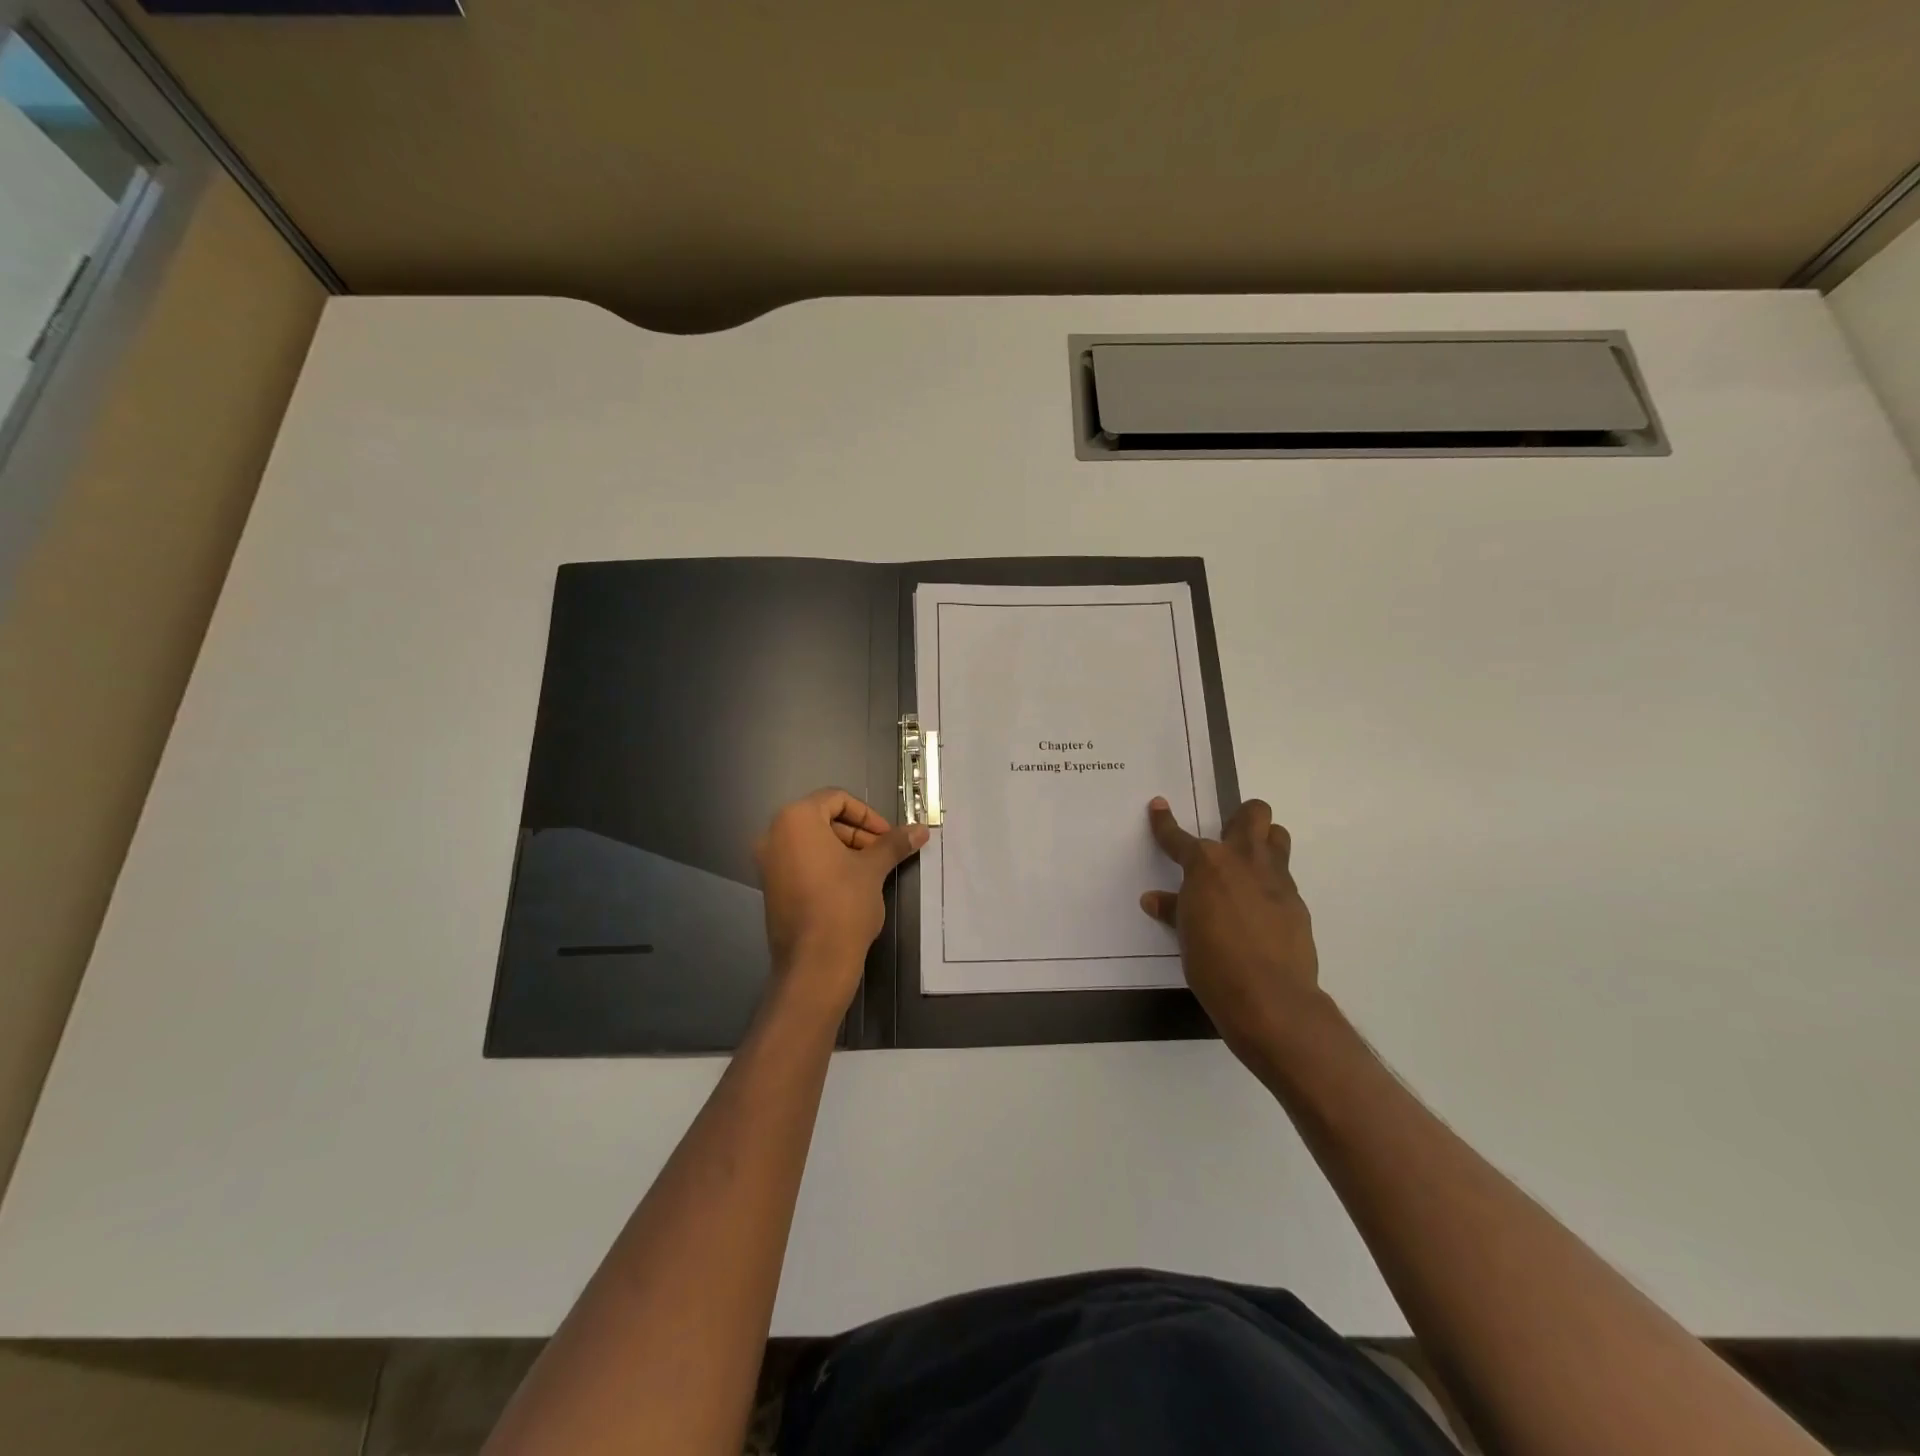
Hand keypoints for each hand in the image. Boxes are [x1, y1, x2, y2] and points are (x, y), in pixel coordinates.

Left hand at [755, 789, 926, 1013]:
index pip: (836, 799)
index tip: (887, 836)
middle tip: (882, 854)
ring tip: (871, 871)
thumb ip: (894, 844)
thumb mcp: (873, 869)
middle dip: (857, 833)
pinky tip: (850, 886)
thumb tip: (920, 830)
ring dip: (844, 849)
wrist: (814, 964)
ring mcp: (768, 862)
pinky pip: (800, 862)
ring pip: (811, 842)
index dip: (868, 815)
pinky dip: (825, 865)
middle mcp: (774, 835)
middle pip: (822, 819)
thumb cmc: (843, 905)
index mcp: (796, 820)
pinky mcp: (770, 887)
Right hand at [1141, 796, 1323, 1077]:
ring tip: (1248, 866)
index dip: (1164, 822)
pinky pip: (1284, 878)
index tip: (1159, 806)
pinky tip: (1260, 910)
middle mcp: (1244, 860)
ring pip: (1278, 837)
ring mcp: (1275, 880)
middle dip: (1240, 817)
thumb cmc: (1213, 963)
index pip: (1178, 837)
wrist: (1269, 997)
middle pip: (1254, 814)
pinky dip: (1269, 885)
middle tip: (1226, 838)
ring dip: (1264, 842)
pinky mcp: (1296, 903)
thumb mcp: (1185, 935)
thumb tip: (1154, 899)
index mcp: (1207, 864)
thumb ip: (1173, 909)